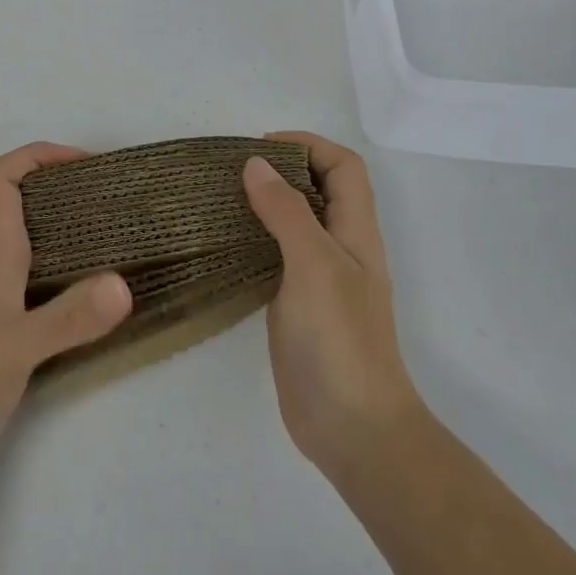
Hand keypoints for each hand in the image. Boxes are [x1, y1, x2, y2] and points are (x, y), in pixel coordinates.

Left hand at [0, 143, 132, 476]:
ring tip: (120, 238)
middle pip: (21, 204)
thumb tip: (124, 283)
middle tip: (117, 199)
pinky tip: (99, 295)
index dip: (37, 155)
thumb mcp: (16, 350)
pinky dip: (72, 273)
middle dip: (65, 188)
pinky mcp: (6, 332)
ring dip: (72, 230)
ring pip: (33, 243)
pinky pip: (43, 282)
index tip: (86, 162)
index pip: (1, 180)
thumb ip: (69, 318)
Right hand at [244, 132, 421, 476]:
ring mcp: (318, 279)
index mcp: (355, 232)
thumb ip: (287, 212)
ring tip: (220, 199)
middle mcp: (340, 248)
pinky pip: (275, 257)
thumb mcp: (315, 265)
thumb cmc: (340, 339)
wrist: (352, 428)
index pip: (344, 167)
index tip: (261, 146)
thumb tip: (255, 164)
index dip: (309, 146)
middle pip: (319, 190)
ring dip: (265, 203)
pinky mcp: (295, 305)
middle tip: (232, 170)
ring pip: (294, 223)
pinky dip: (252, 240)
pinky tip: (222, 244)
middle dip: (282, 169)